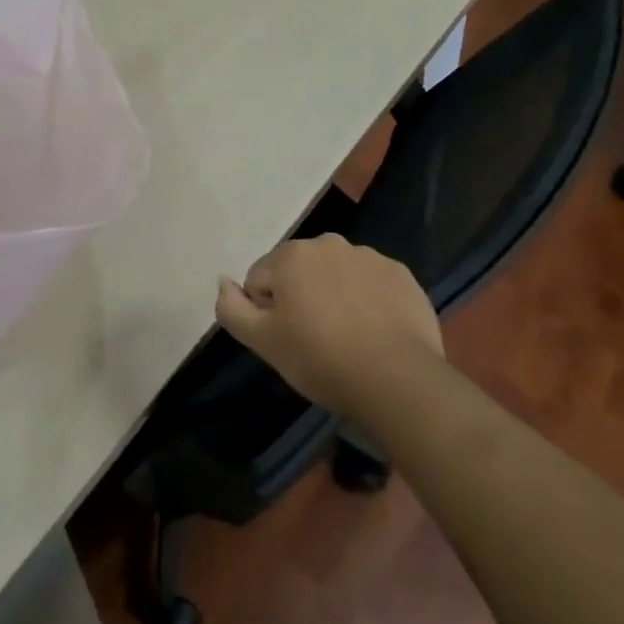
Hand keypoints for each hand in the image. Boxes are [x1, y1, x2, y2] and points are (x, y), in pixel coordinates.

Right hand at [215, 234, 443, 419]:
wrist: (398, 380)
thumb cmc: (320, 358)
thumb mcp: (263, 342)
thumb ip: (231, 308)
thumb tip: (223, 282)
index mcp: (291, 255)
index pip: (260, 280)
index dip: (268, 313)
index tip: (288, 340)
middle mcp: (328, 243)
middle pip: (299, 272)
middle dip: (301, 298)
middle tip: (315, 341)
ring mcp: (368, 256)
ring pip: (336, 275)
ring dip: (334, 297)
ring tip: (348, 339)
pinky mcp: (400, 275)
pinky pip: (371, 284)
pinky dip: (368, 301)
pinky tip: (376, 332)